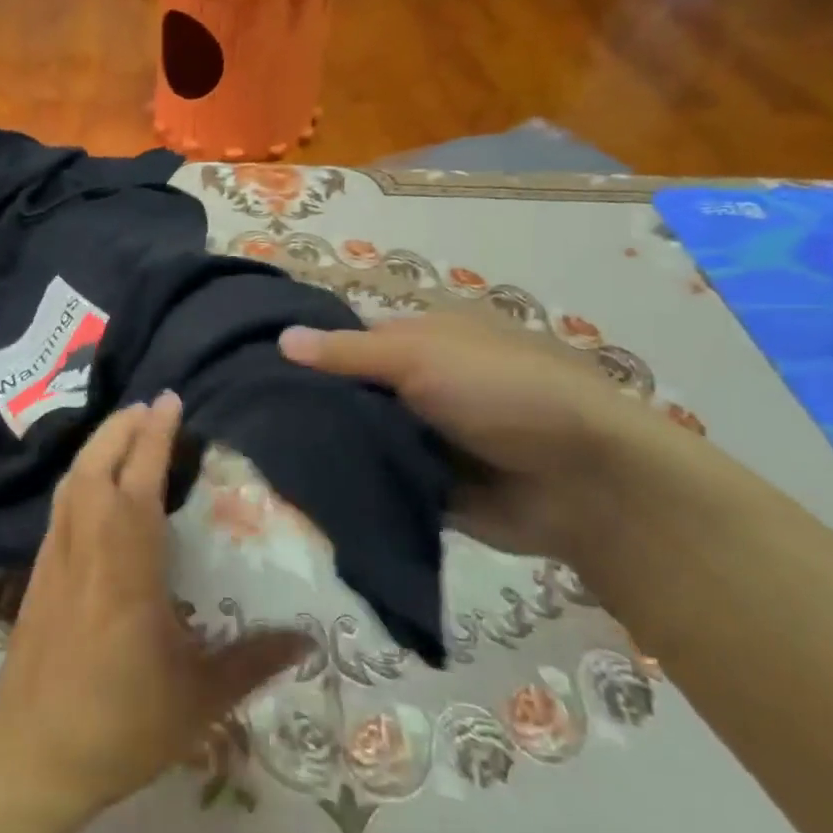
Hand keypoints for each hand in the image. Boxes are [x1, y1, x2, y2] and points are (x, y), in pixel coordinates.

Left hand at [0, 393, 311, 829]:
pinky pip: (60, 506)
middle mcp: (86, 545)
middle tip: (149, 406)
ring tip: (124, 434)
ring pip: (71, 481)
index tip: (169, 400)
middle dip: (121, 428)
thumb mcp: (198, 698)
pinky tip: (93, 490)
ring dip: (98, 447)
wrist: (29, 758)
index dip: (155, 435)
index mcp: (126, 562)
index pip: (139, 479)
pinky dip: (80, 478)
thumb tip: (309, 640)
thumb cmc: (119, 723)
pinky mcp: (37, 576)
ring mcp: (55, 558)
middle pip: (96, 465)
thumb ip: (254, 661)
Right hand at [280, 310, 684, 566]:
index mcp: (421, 343)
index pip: (349, 343)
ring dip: (328, 450)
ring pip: (361, 441)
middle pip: (350, 395)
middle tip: (248, 421)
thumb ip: (350, 353)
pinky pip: (378, 484)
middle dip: (310, 407)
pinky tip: (299, 494)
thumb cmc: (503, 393)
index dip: (307, 354)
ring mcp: (423, 441)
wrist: (584, 482)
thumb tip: (281, 338)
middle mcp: (418, 388)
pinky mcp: (428, 490)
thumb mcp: (423, 358)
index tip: (251, 370)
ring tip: (260, 459)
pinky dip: (351, 488)